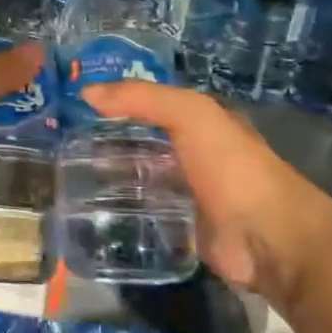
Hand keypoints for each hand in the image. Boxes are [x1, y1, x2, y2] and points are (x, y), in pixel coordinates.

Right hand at [85, 81, 331, 302]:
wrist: (269, 240)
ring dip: (109, 177)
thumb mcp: (191, 115)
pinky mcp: (180, 229)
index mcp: (202, 123)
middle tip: (62, 144)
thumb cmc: (232, 168)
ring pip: (139, 178)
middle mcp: (194, 155)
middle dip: (107, 140)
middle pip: (142, 142)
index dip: (118, 100)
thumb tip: (86, 92)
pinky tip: (88, 210)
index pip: (153, 104)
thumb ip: (142, 98)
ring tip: (66, 177)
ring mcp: (188, 194)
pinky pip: (143, 214)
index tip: (75, 105)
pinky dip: (119, 211)